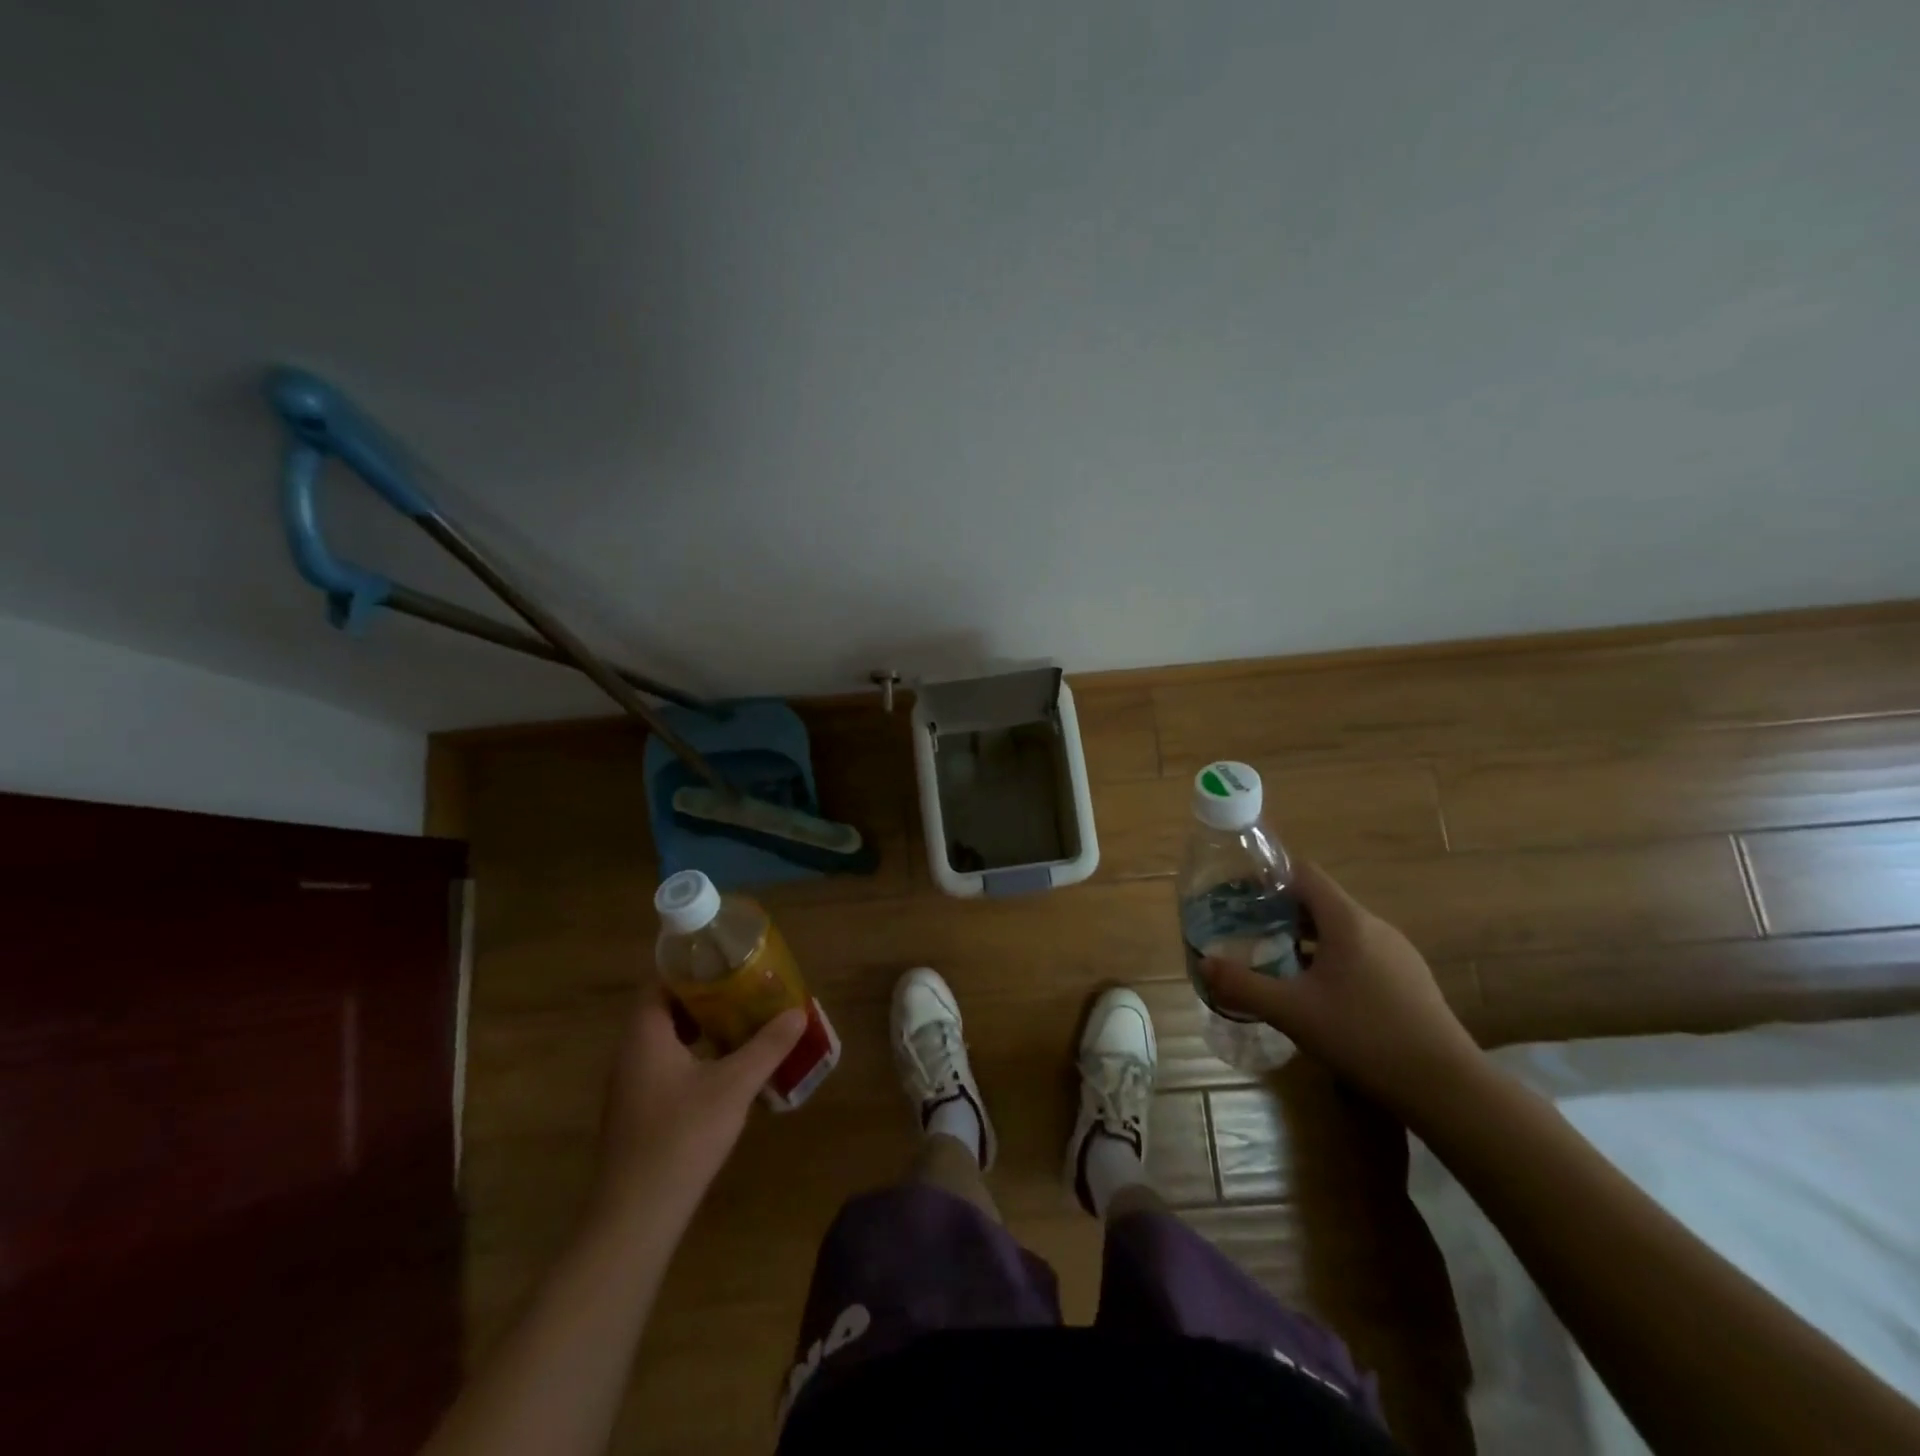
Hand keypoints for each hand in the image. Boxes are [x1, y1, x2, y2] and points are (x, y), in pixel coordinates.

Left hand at [592, 985, 805, 1224]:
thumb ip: (766, 1046)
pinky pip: (667, 1067)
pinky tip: (726, 1070)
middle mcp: (631, 1054)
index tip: (728, 962)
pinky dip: (695, 1057)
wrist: (637, 1216)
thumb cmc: (682, 1137)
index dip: (692, 968)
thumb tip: (797, 1012)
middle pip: (665, 1010)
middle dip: (705, 998)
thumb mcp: (733, 1085)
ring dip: (701, 1029)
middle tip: (744, 990)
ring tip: (742, 1023)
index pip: (660, 982)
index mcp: (644, 1036)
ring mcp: (631, 1086)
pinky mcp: (639, 1113)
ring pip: (667, 1041)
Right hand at [1201, 862, 1482, 1116]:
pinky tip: (1319, 993)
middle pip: (1321, 901)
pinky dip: (1332, 958)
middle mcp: (1375, 927)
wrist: (1448, 1088)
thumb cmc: (1363, 1036)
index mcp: (1347, 921)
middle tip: (1249, 928)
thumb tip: (1204, 964)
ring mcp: (1398, 953)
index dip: (1270, 875)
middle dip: (1282, 910)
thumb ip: (1243, 985)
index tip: (1240, 890)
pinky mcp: (1410, 980)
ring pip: (1342, 929)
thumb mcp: (1292, 1012)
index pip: (1304, 873)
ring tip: (1277, 960)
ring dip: (1307, 937)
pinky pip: (1361, 953)